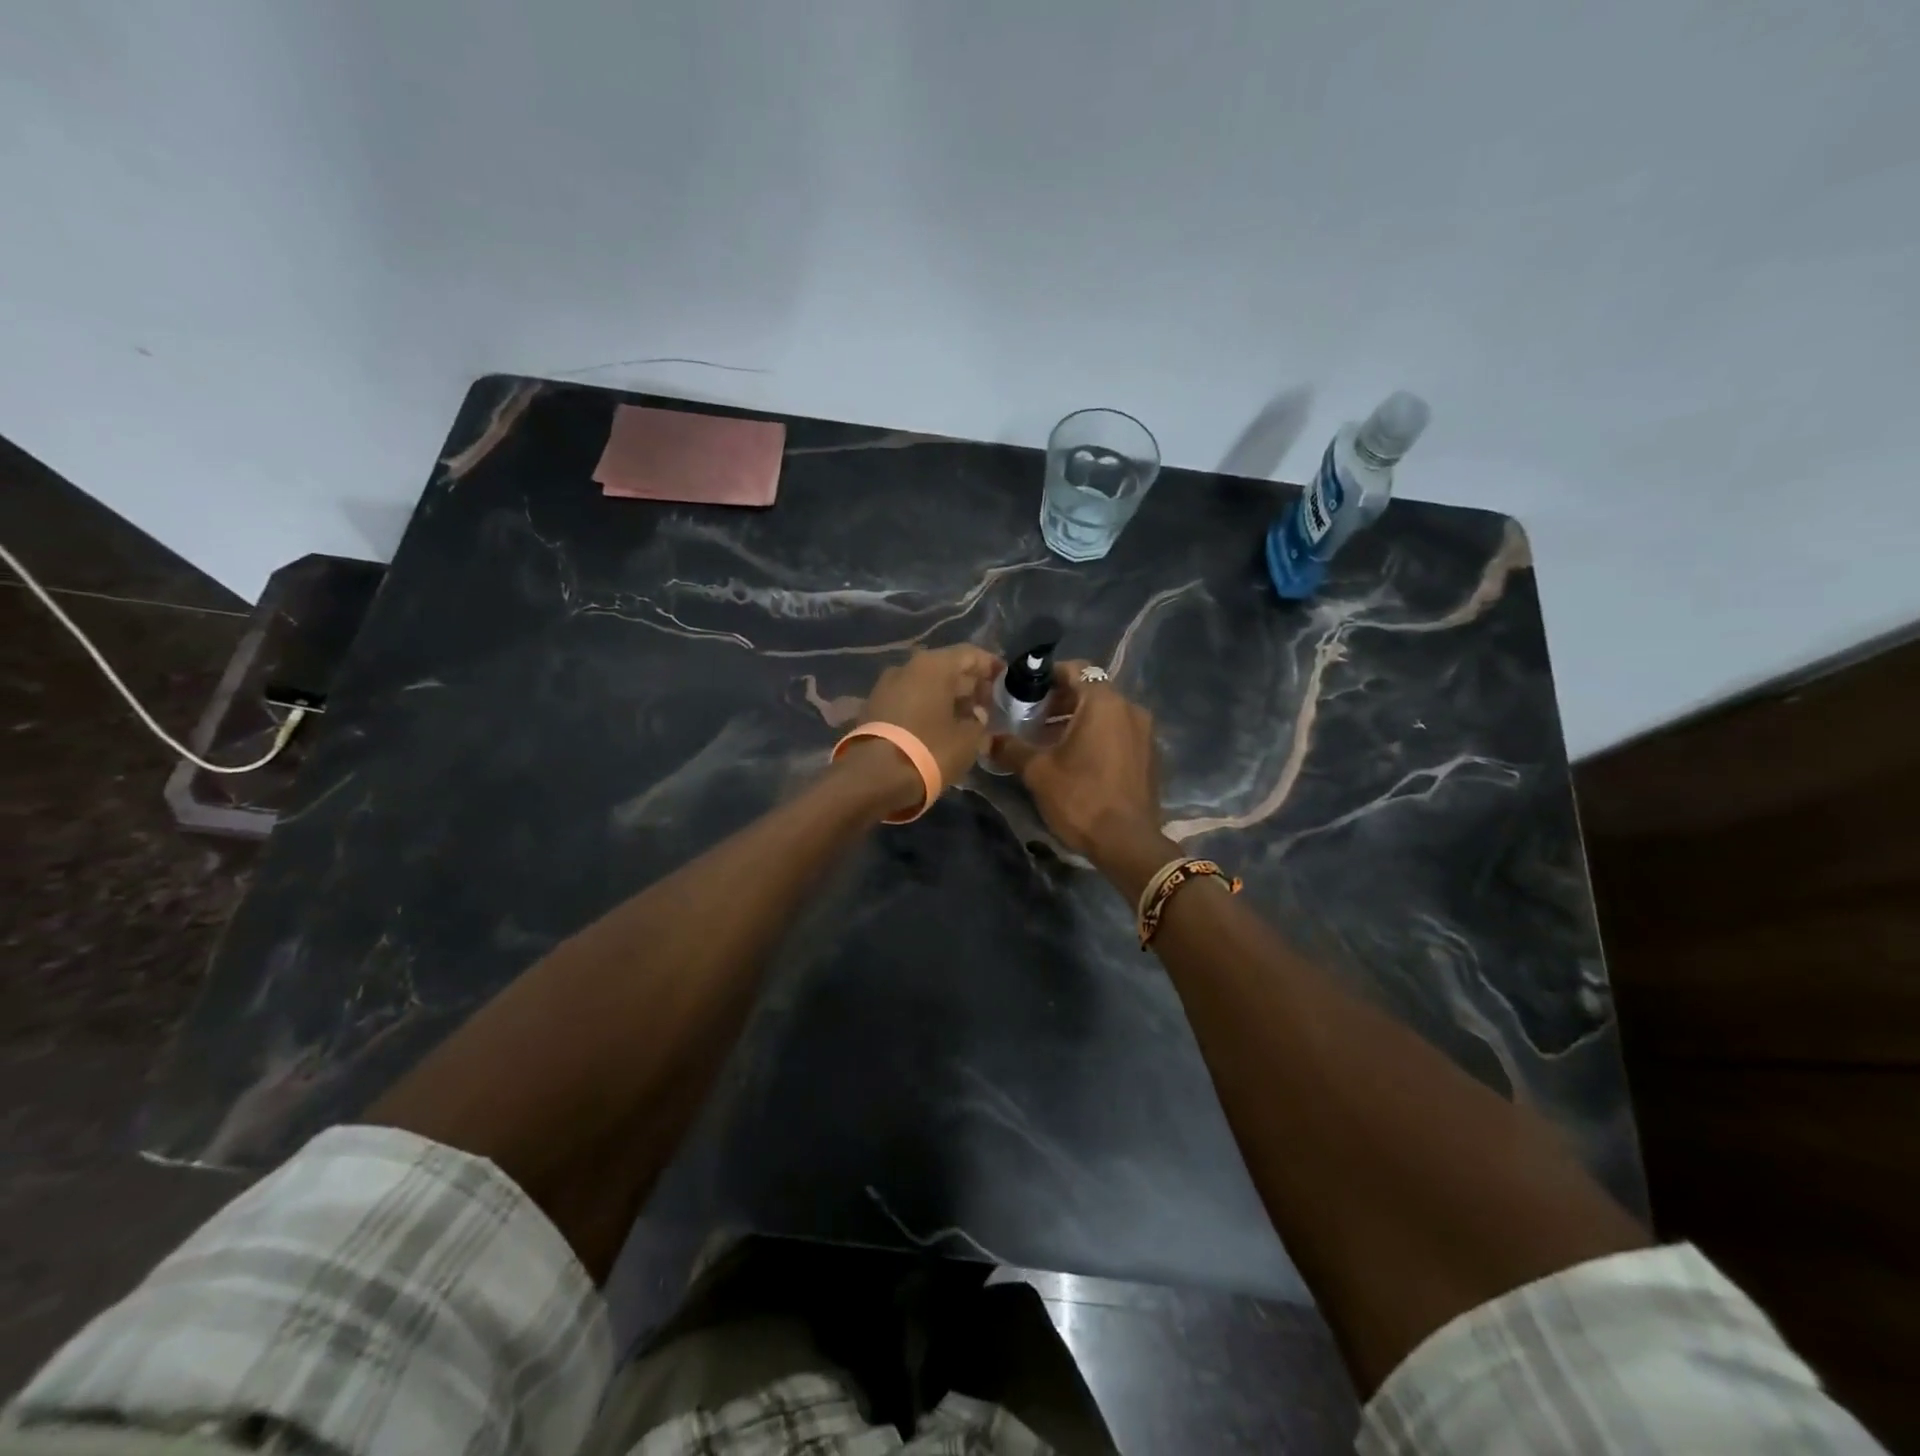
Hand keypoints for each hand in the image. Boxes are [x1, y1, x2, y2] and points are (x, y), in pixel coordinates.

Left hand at [857, 644, 1000, 794]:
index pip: (969, 654)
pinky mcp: (872, 708)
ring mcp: (885, 687)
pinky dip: (926, 708)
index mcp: (933, 665)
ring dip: (946, 697)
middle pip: (946, 668)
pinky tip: (938, 726)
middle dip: (968, 684)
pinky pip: (908, 700)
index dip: (990, 665)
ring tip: (965, 718)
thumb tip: (976, 714)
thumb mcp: (968, 739)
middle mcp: (907, 667)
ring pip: (925, 685)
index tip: (1004, 678)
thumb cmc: (930, 750)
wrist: (873, 777)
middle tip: (987, 703)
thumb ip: (978, 721)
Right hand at [990, 661, 1164, 858]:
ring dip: (1077, 719)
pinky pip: (1118, 732)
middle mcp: (1129, 708)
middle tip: (1030, 717)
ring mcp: (1144, 732)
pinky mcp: (1148, 754)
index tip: (1025, 691)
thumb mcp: (1038, 772)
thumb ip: (1012, 748)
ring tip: (1047, 740)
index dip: (1047, 676)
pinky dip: (1096, 735)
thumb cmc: (1081, 798)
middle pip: (1090, 690)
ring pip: (1105, 713)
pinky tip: (1075, 758)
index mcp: (1104, 702)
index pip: (1074, 669)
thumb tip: (988, 739)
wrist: (1128, 843)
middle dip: (1059, 701)